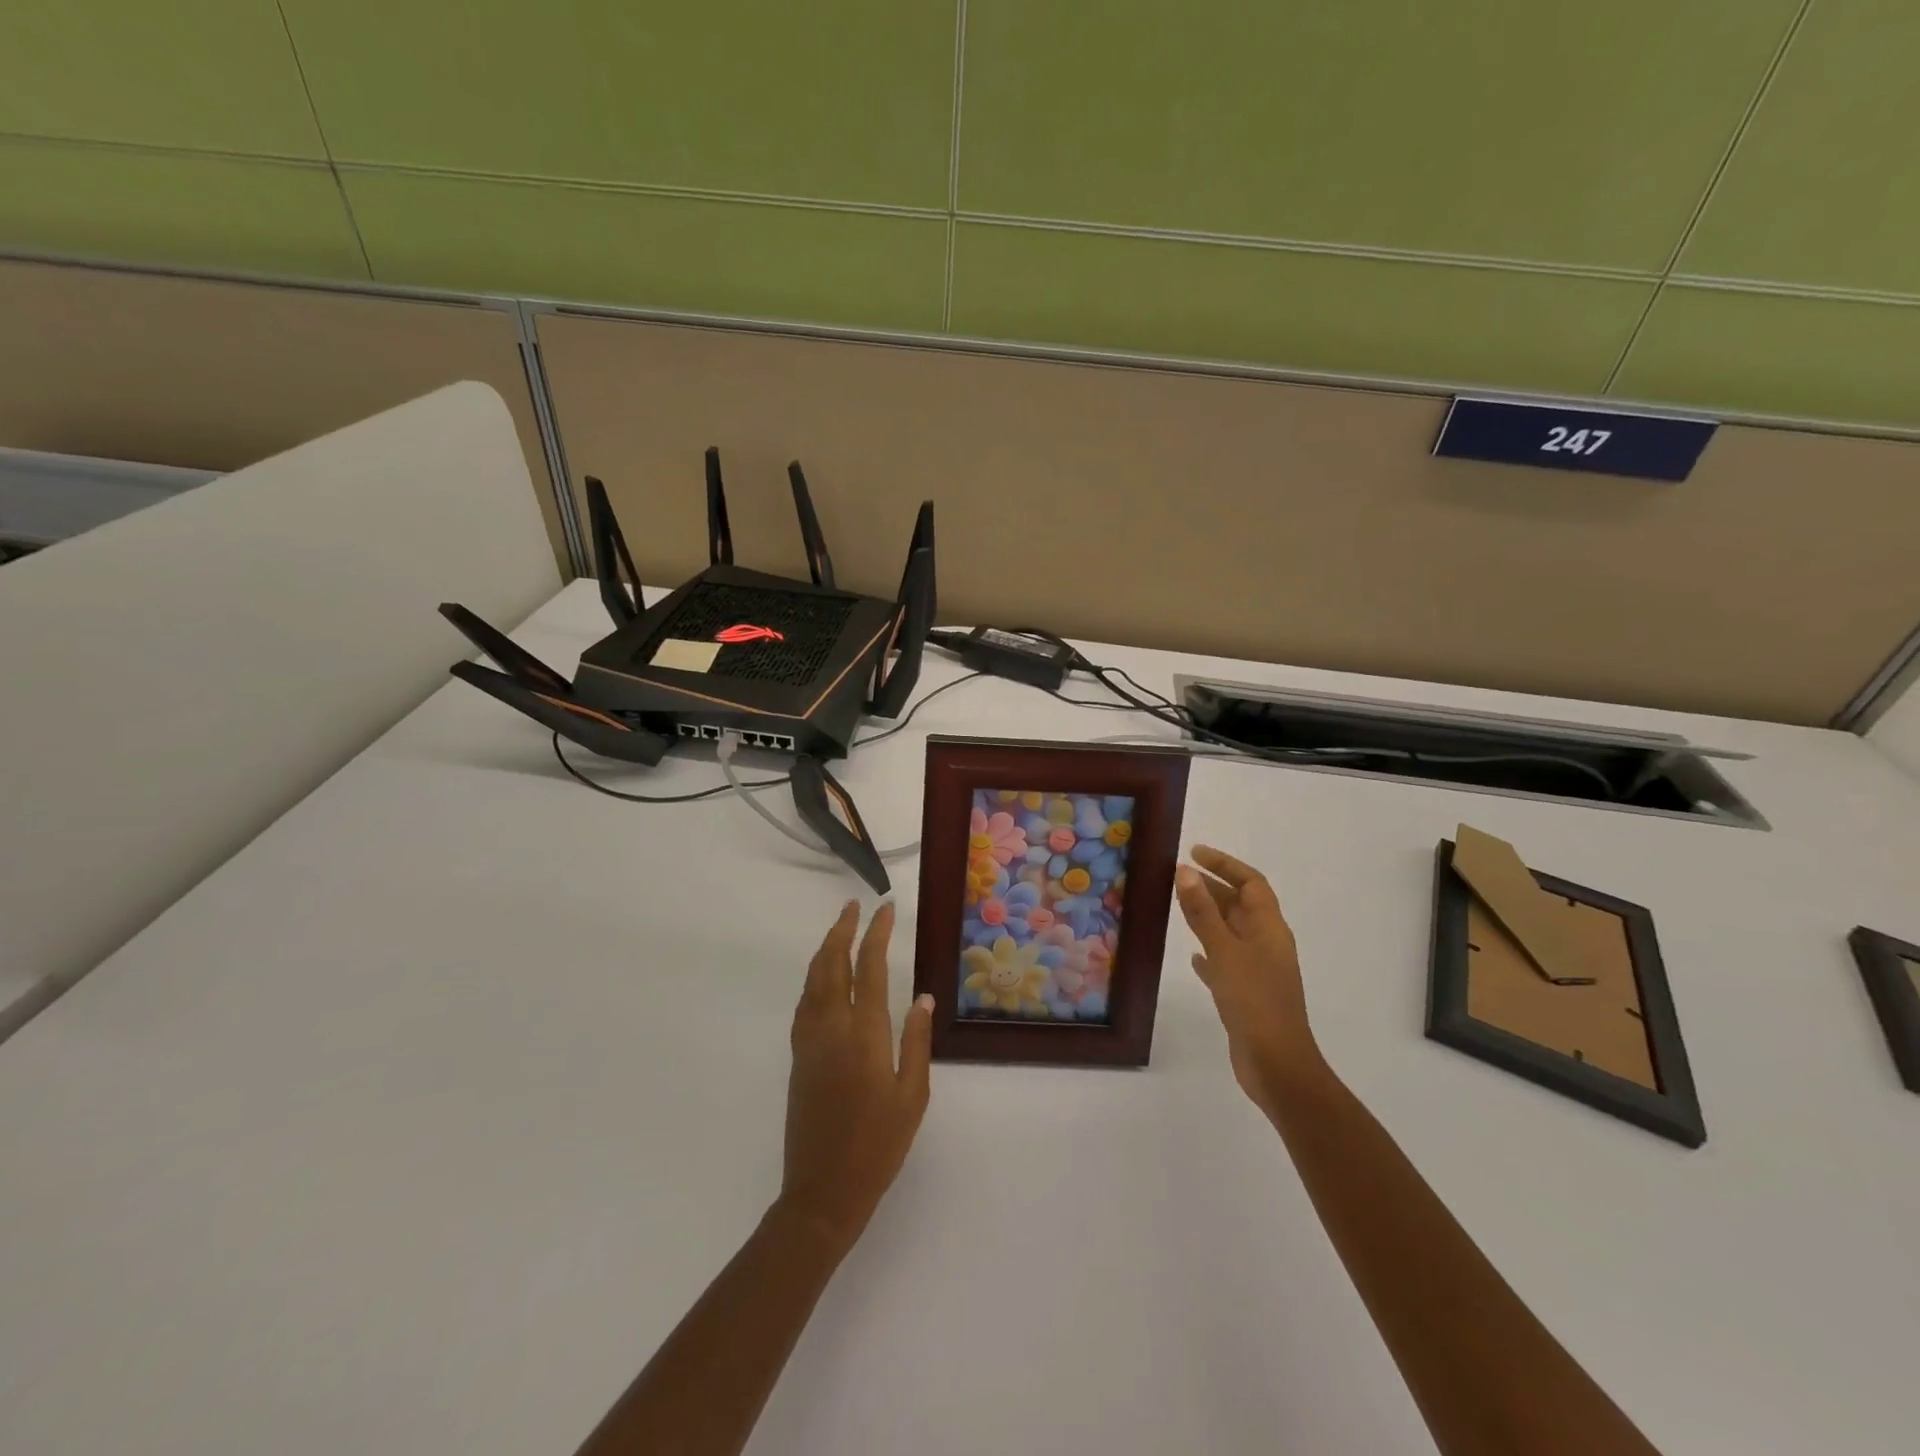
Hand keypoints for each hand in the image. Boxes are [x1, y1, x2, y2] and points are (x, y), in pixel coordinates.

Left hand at [777, 901, 933, 1256]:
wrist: (823, 1191)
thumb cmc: (878, 1145)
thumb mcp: (912, 1095)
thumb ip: (917, 1041)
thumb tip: (922, 997)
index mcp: (864, 1034)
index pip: (870, 968)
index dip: (877, 934)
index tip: (886, 909)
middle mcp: (832, 1027)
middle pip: (831, 964)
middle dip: (842, 930)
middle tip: (854, 906)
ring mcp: (809, 1041)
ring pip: (812, 980)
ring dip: (825, 949)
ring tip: (839, 929)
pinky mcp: (798, 1056)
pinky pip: (804, 1002)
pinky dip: (813, 977)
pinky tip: (822, 978)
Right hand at [1175, 846, 1324, 1116]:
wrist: (1276, 1065)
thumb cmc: (1254, 1001)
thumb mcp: (1224, 951)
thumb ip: (1203, 912)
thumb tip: (1184, 871)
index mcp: (1269, 928)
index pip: (1251, 883)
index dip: (1225, 864)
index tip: (1194, 853)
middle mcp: (1267, 944)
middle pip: (1241, 905)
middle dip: (1213, 887)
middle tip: (1178, 877)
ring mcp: (1259, 971)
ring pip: (1231, 932)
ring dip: (1208, 917)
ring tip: (1179, 906)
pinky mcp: (1247, 995)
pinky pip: (1226, 962)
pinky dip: (1210, 952)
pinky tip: (1193, 957)